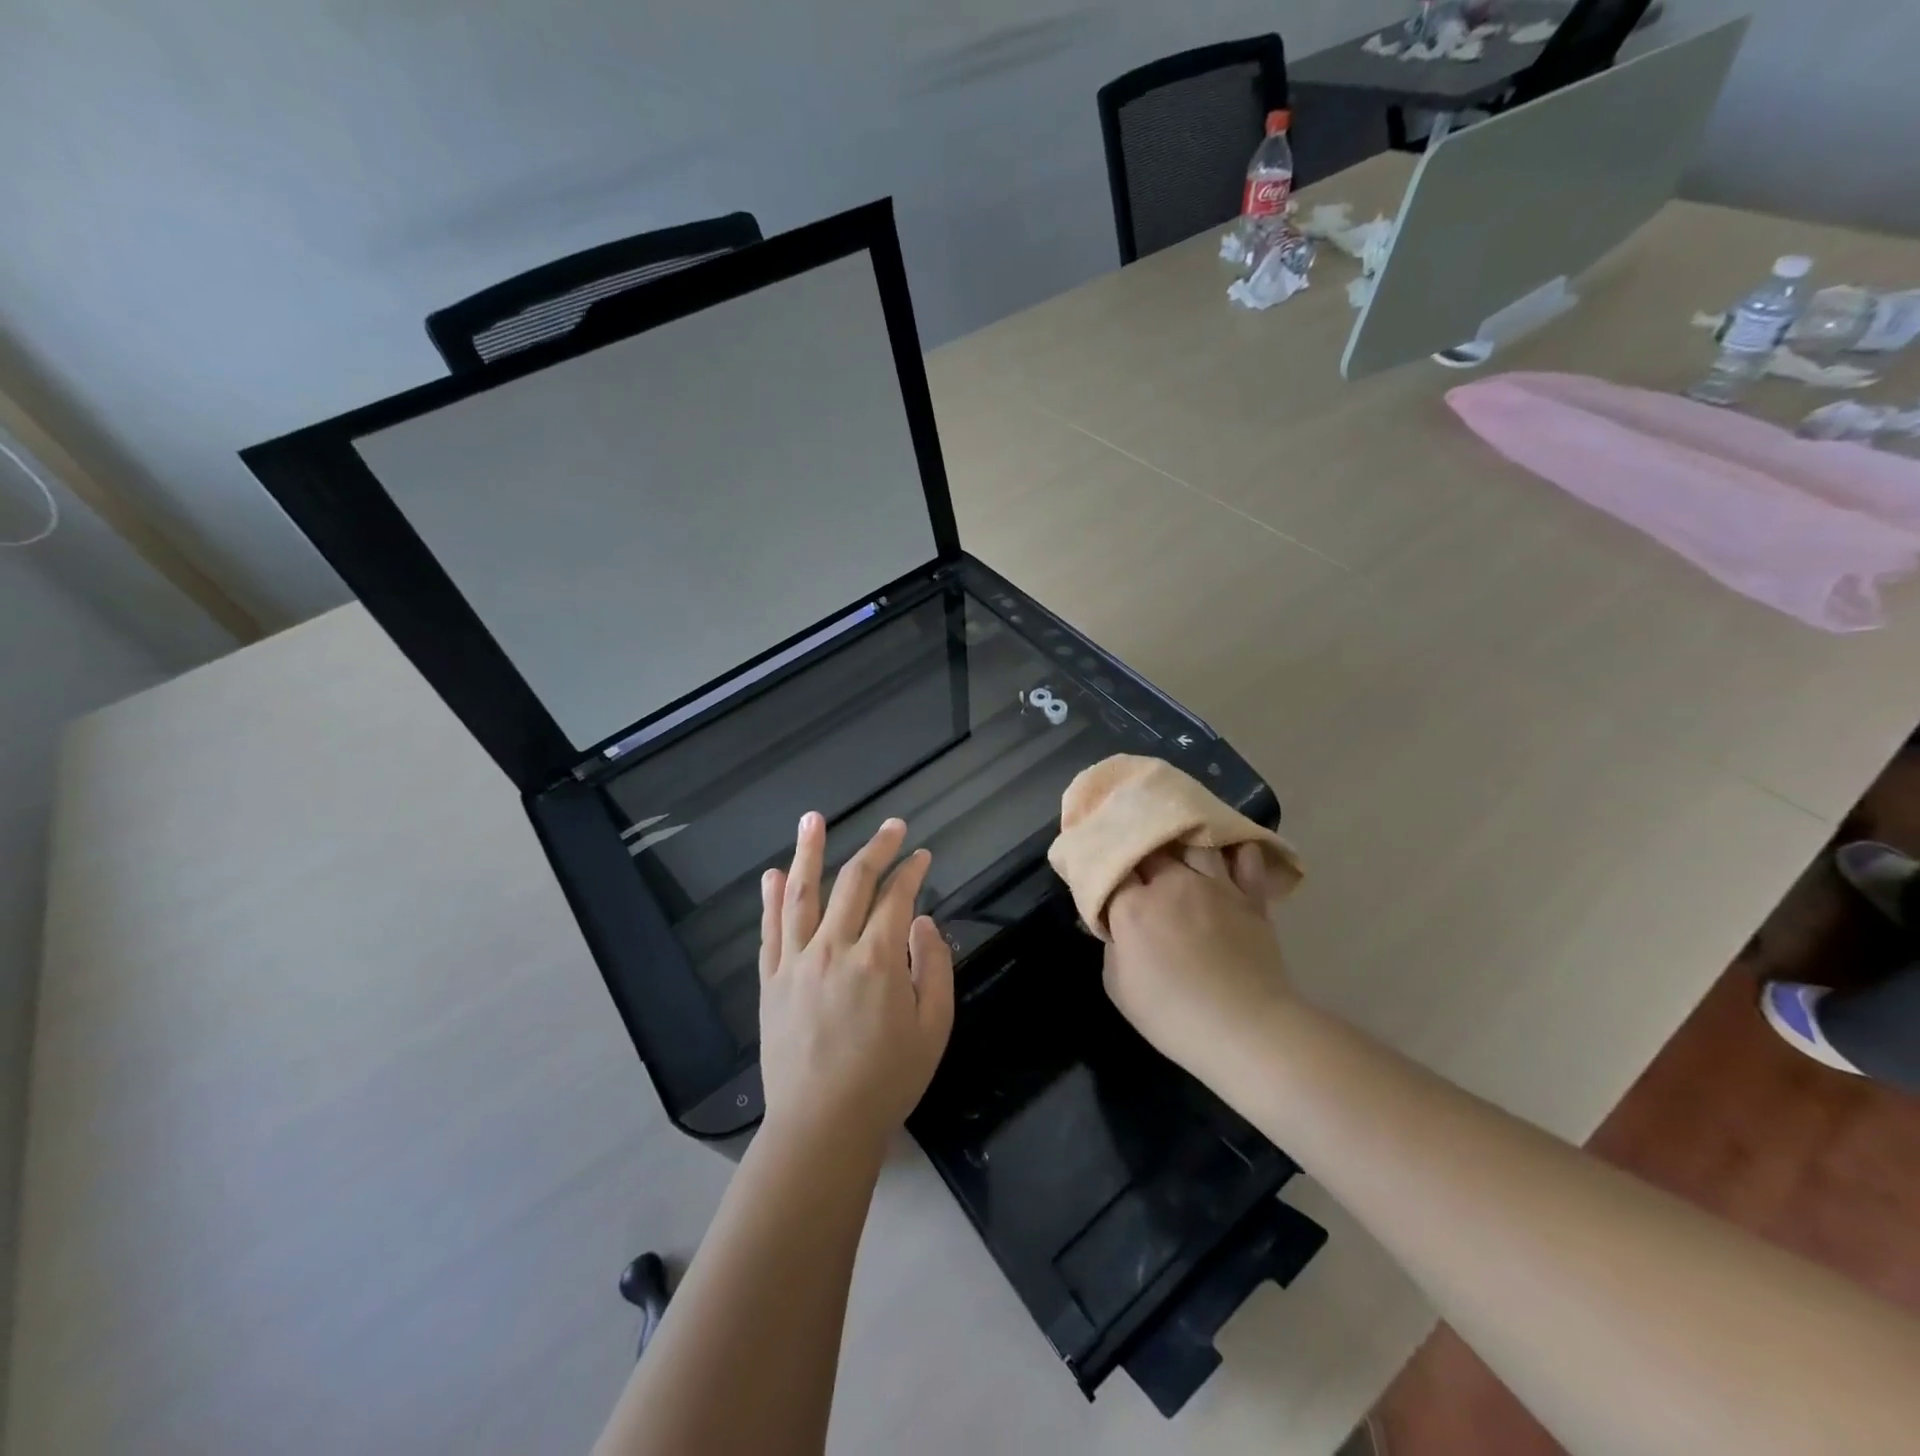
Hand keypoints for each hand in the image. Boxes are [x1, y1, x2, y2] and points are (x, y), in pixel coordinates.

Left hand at [758, 814, 954, 1152]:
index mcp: (879, 959)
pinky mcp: (771, 981)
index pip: (898, 897)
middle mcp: (834, 948)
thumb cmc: (887, 1080)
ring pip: (803, 894)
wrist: (822, 1127)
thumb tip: (922, 922)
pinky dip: (772, 899)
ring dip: (810, 852)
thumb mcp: (933, 1028)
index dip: (913, 870)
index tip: (923, 855)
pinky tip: (774, 874)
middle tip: (891, 825)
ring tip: (813, 819)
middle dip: (877, 848)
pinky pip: (771, 930)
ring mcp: (797, 962)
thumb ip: (934, 967)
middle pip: (854, 883)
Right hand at [1103, 847, 1295, 1078]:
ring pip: (1194, 842)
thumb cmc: (1173, 1016)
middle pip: (1149, 846)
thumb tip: (1116, 925)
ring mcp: (1216, 885)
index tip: (1101, 871)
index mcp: (1135, 906)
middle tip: (1134, 861)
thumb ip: (1112, 946)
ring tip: (1178, 847)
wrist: (1248, 1029)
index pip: (1111, 866)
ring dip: (1182, 842)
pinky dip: (1235, 852)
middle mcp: (1173, 883)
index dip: (1104, 863)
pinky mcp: (1251, 897)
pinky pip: (1245, 858)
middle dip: (1138, 848)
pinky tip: (1228, 853)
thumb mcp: (1119, 988)